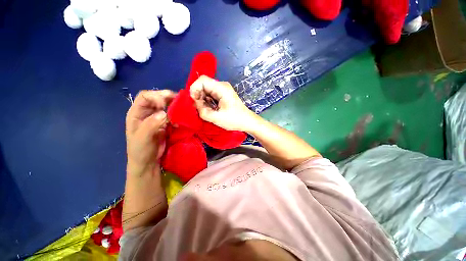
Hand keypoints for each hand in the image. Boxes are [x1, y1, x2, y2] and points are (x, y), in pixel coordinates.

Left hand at [126, 90, 175, 175]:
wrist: (148, 162)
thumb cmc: (141, 151)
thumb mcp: (142, 138)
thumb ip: (150, 125)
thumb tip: (164, 113)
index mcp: (136, 113)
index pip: (145, 96)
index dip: (156, 96)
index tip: (165, 105)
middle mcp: (147, 112)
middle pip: (157, 98)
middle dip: (168, 97)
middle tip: (180, 100)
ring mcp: (157, 117)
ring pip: (166, 105)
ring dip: (175, 105)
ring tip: (184, 107)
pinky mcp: (166, 123)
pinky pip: (173, 115)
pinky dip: (178, 114)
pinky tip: (182, 118)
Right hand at [190, 76, 256, 131]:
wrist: (247, 121)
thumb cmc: (234, 120)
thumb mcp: (216, 118)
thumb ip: (202, 110)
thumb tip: (195, 103)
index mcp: (221, 88)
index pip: (202, 80)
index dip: (194, 89)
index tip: (194, 102)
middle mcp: (222, 86)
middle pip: (203, 85)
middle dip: (198, 96)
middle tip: (200, 109)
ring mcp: (223, 90)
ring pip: (206, 91)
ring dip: (203, 100)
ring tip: (207, 111)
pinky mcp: (223, 95)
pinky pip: (211, 95)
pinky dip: (207, 102)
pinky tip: (211, 110)